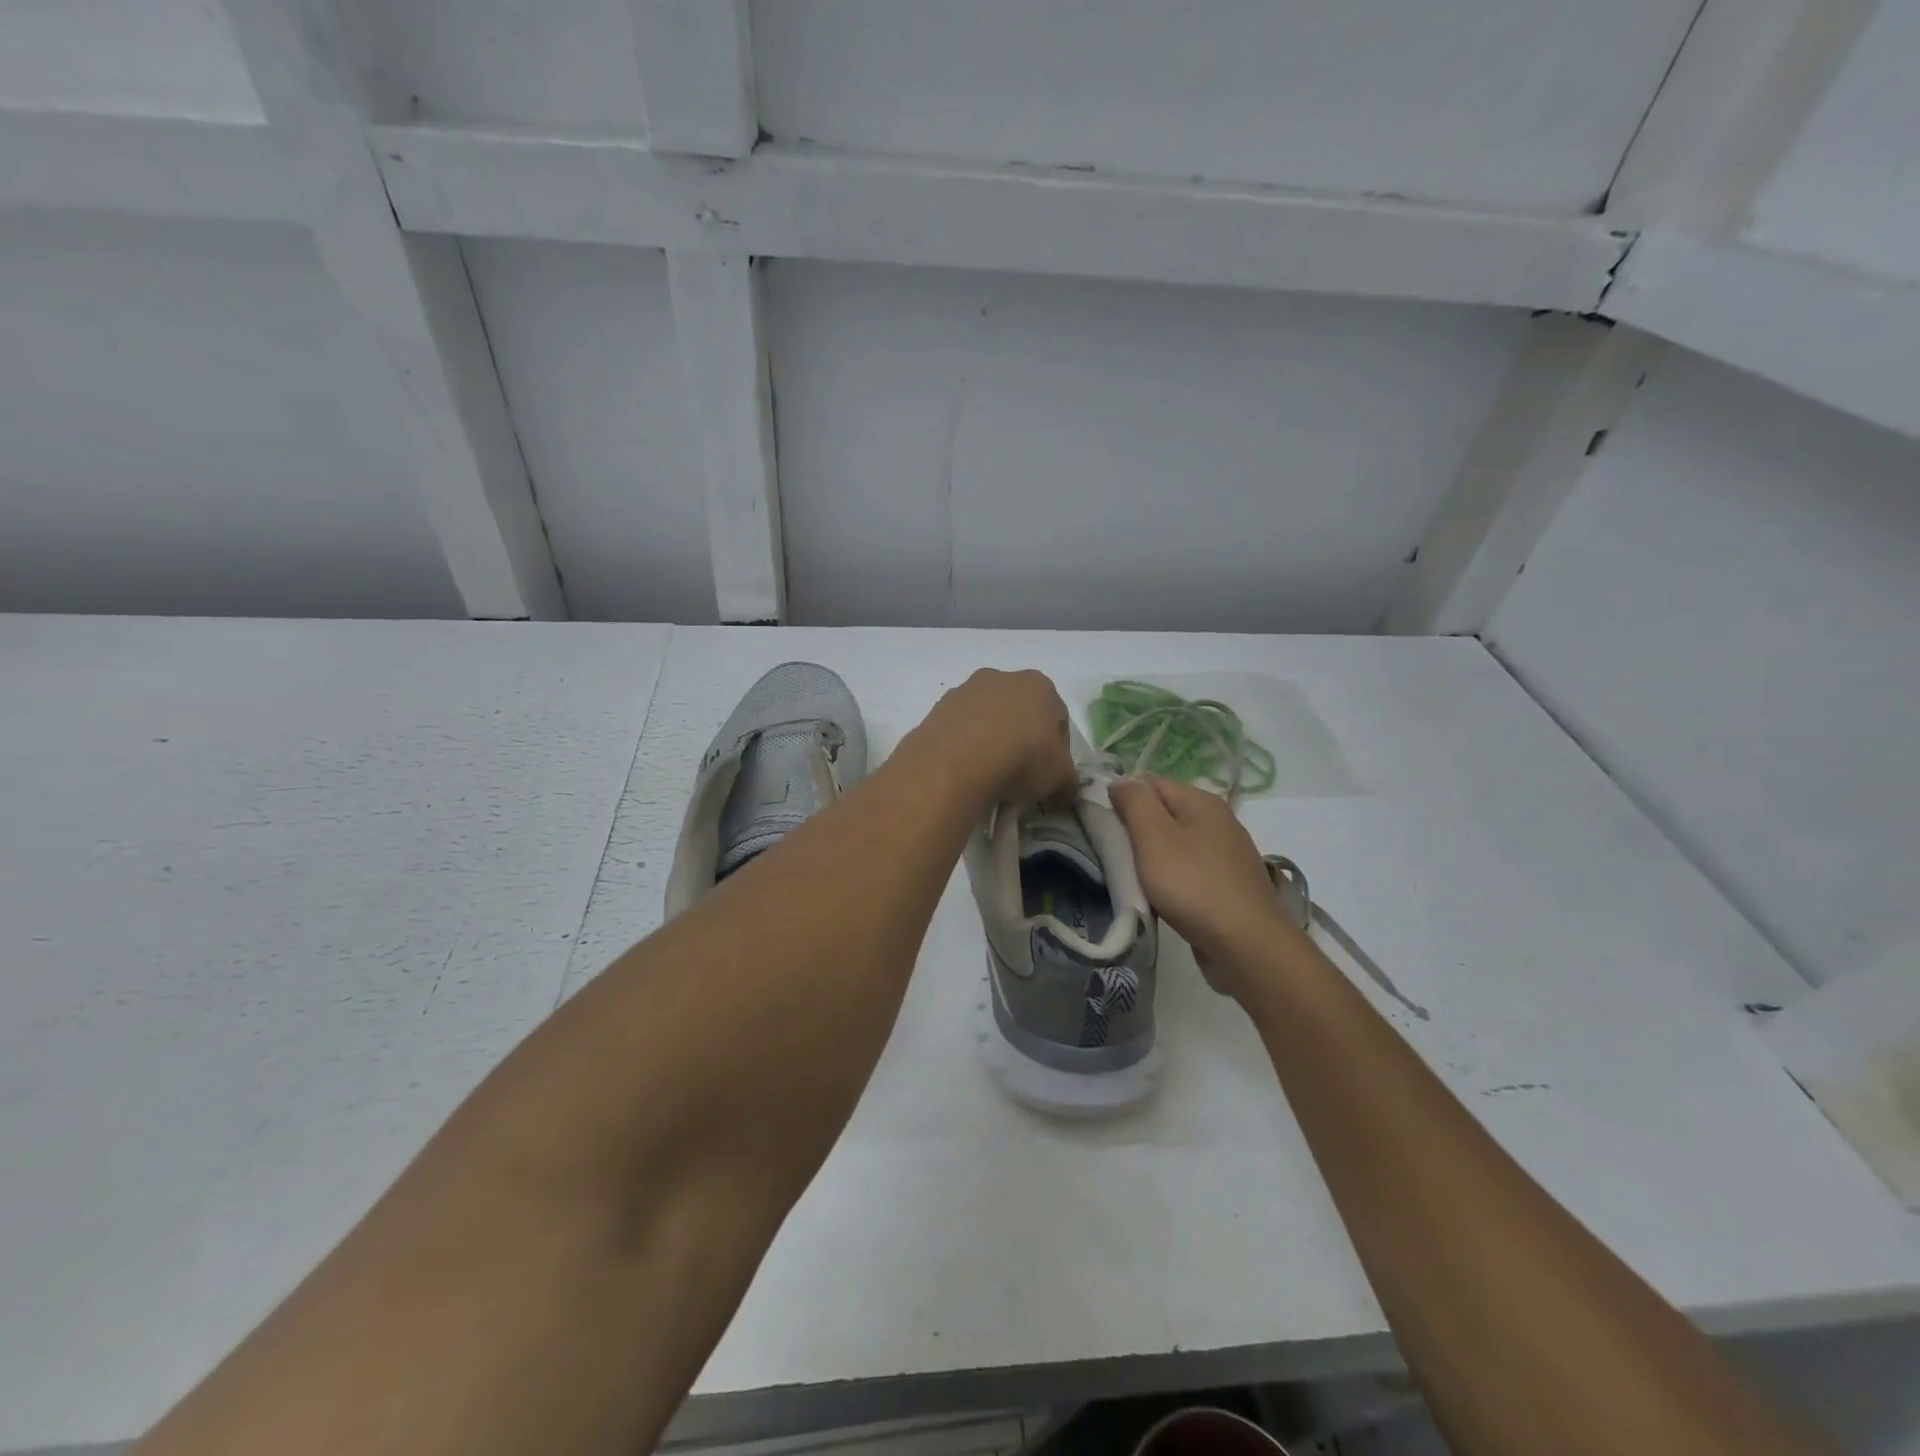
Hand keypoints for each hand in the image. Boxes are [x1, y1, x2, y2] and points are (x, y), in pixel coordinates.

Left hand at [912, 669, 1076, 806]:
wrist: (957, 761)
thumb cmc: (1021, 759)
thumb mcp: (1059, 777)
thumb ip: (1067, 781)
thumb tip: (1064, 792)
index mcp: (1039, 685)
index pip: (1058, 718)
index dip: (1058, 750)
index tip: (1049, 775)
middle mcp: (1002, 678)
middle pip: (1019, 713)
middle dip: (1021, 739)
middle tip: (1019, 773)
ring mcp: (965, 690)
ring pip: (986, 718)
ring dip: (990, 740)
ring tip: (989, 775)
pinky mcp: (937, 708)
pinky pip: (959, 729)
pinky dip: (964, 746)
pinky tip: (965, 770)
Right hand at [1109, 776, 1299, 993]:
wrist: (1247, 945)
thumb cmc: (1193, 885)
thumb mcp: (1154, 837)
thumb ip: (1134, 802)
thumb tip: (1119, 781)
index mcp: (1202, 801)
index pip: (1149, 783)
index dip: (1122, 798)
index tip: (1100, 824)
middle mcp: (1219, 820)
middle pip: (1163, 813)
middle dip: (1136, 830)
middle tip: (1112, 853)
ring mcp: (1227, 854)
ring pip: (1176, 844)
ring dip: (1152, 857)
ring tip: (1132, 877)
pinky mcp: (1229, 884)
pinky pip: (1189, 870)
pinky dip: (1172, 878)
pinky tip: (1161, 897)